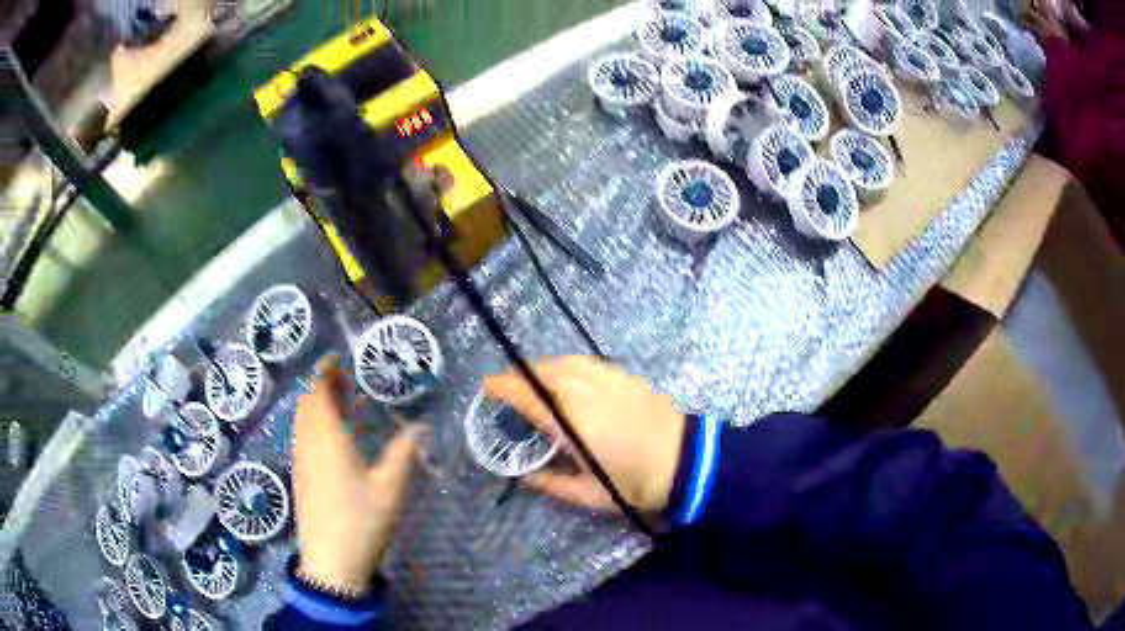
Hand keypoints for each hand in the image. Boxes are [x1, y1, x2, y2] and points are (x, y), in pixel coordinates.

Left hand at [292, 357, 421, 590]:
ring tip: (336, 401)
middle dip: (321, 386)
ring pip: (301, 421)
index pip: (319, 394)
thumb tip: (419, 427)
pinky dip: (311, 423)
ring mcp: (300, 461)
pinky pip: (301, 436)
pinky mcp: (299, 476)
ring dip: (314, 404)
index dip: (325, 373)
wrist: (331, 563)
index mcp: (328, 440)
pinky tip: (328, 435)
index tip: (335, 359)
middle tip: (342, 378)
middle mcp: (308, 444)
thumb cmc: (362, 523)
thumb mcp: (390, 490)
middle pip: (307, 404)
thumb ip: (403, 454)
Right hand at [483, 356, 685, 513]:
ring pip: (564, 362)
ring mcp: (606, 379)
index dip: (503, 387)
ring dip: (542, 368)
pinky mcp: (624, 376)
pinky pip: (586, 362)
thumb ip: (551, 484)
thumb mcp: (589, 495)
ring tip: (533, 381)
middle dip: (520, 375)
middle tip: (507, 387)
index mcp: (570, 422)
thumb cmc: (635, 483)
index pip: (527, 396)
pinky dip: (566, 366)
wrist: (688, 461)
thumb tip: (524, 477)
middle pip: (542, 372)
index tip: (485, 386)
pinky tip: (567, 378)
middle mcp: (584, 392)